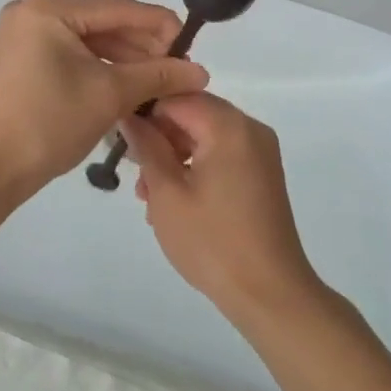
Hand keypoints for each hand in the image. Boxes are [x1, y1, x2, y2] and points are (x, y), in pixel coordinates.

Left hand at [0, 0, 209, 194]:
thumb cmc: (49, 122)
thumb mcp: (110, 94)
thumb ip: (157, 75)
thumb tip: (200, 72)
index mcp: (50, 8)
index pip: (118, 9)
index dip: (159, 25)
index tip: (192, 44)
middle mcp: (33, 10)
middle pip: (103, 23)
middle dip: (142, 47)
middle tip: (178, 69)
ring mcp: (24, 34)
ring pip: (88, 40)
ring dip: (124, 60)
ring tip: (159, 81)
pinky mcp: (22, 58)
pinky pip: (71, 53)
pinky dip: (99, 68)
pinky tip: (128, 84)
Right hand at [121, 92, 322, 325]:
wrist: (270, 294)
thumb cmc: (212, 242)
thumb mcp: (167, 193)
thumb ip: (146, 147)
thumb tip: (129, 116)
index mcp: (228, 126)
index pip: (177, 97)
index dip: (145, 111)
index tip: (120, 137)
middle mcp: (249, 128)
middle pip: (193, 113)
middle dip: (159, 136)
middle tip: (134, 171)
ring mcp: (259, 151)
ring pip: (205, 135)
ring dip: (174, 154)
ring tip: (149, 194)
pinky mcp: (262, 173)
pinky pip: (221, 153)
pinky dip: (196, 166)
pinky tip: (174, 200)